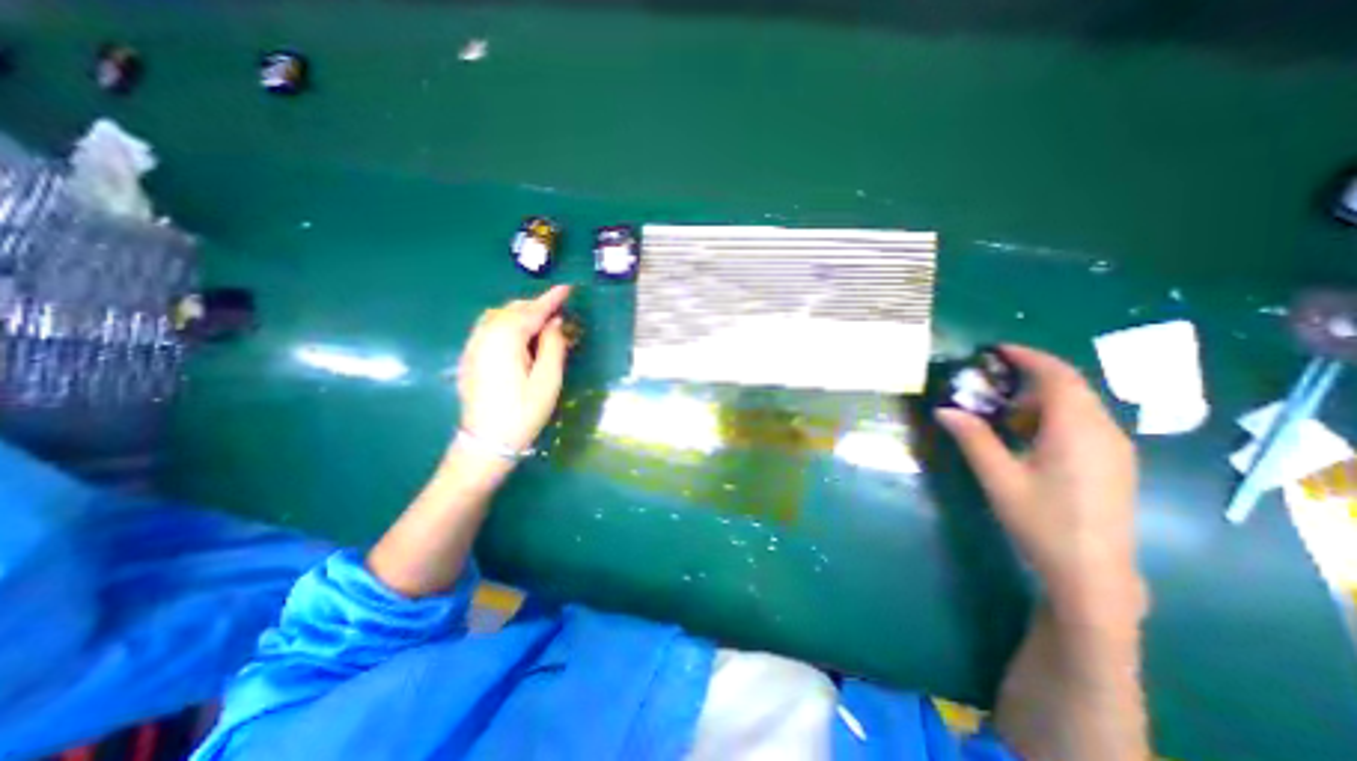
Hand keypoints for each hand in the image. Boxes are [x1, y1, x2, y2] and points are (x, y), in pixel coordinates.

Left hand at [456, 285, 569, 457]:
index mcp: (506, 338)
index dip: (552, 299)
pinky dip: (507, 323)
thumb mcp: (548, 380)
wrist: (486, 442)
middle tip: (559, 313)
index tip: (567, 288)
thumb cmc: (523, 412)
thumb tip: (554, 322)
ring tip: (541, 324)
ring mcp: (473, 345)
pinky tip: (518, 338)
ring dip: (520, 313)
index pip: (533, 311)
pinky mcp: (470, 357)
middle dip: (536, 306)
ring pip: (498, 316)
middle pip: (513, 309)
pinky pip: (489, 328)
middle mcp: (485, 335)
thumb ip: (553, 345)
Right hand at [939, 348, 1137, 625]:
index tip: (996, 350)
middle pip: (1070, 386)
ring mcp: (1115, 448)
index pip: (1057, 376)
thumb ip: (972, 437)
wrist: (1093, 574)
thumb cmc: (1042, 522)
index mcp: (1077, 430)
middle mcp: (1104, 431)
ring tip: (1002, 413)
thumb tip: (944, 409)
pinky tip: (1028, 438)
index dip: (1027, 357)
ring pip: (1078, 405)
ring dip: (1040, 399)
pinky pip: (1084, 423)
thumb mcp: (998, 477)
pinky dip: (1053, 417)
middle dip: (1029, 377)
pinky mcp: (1114, 463)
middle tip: (989, 382)